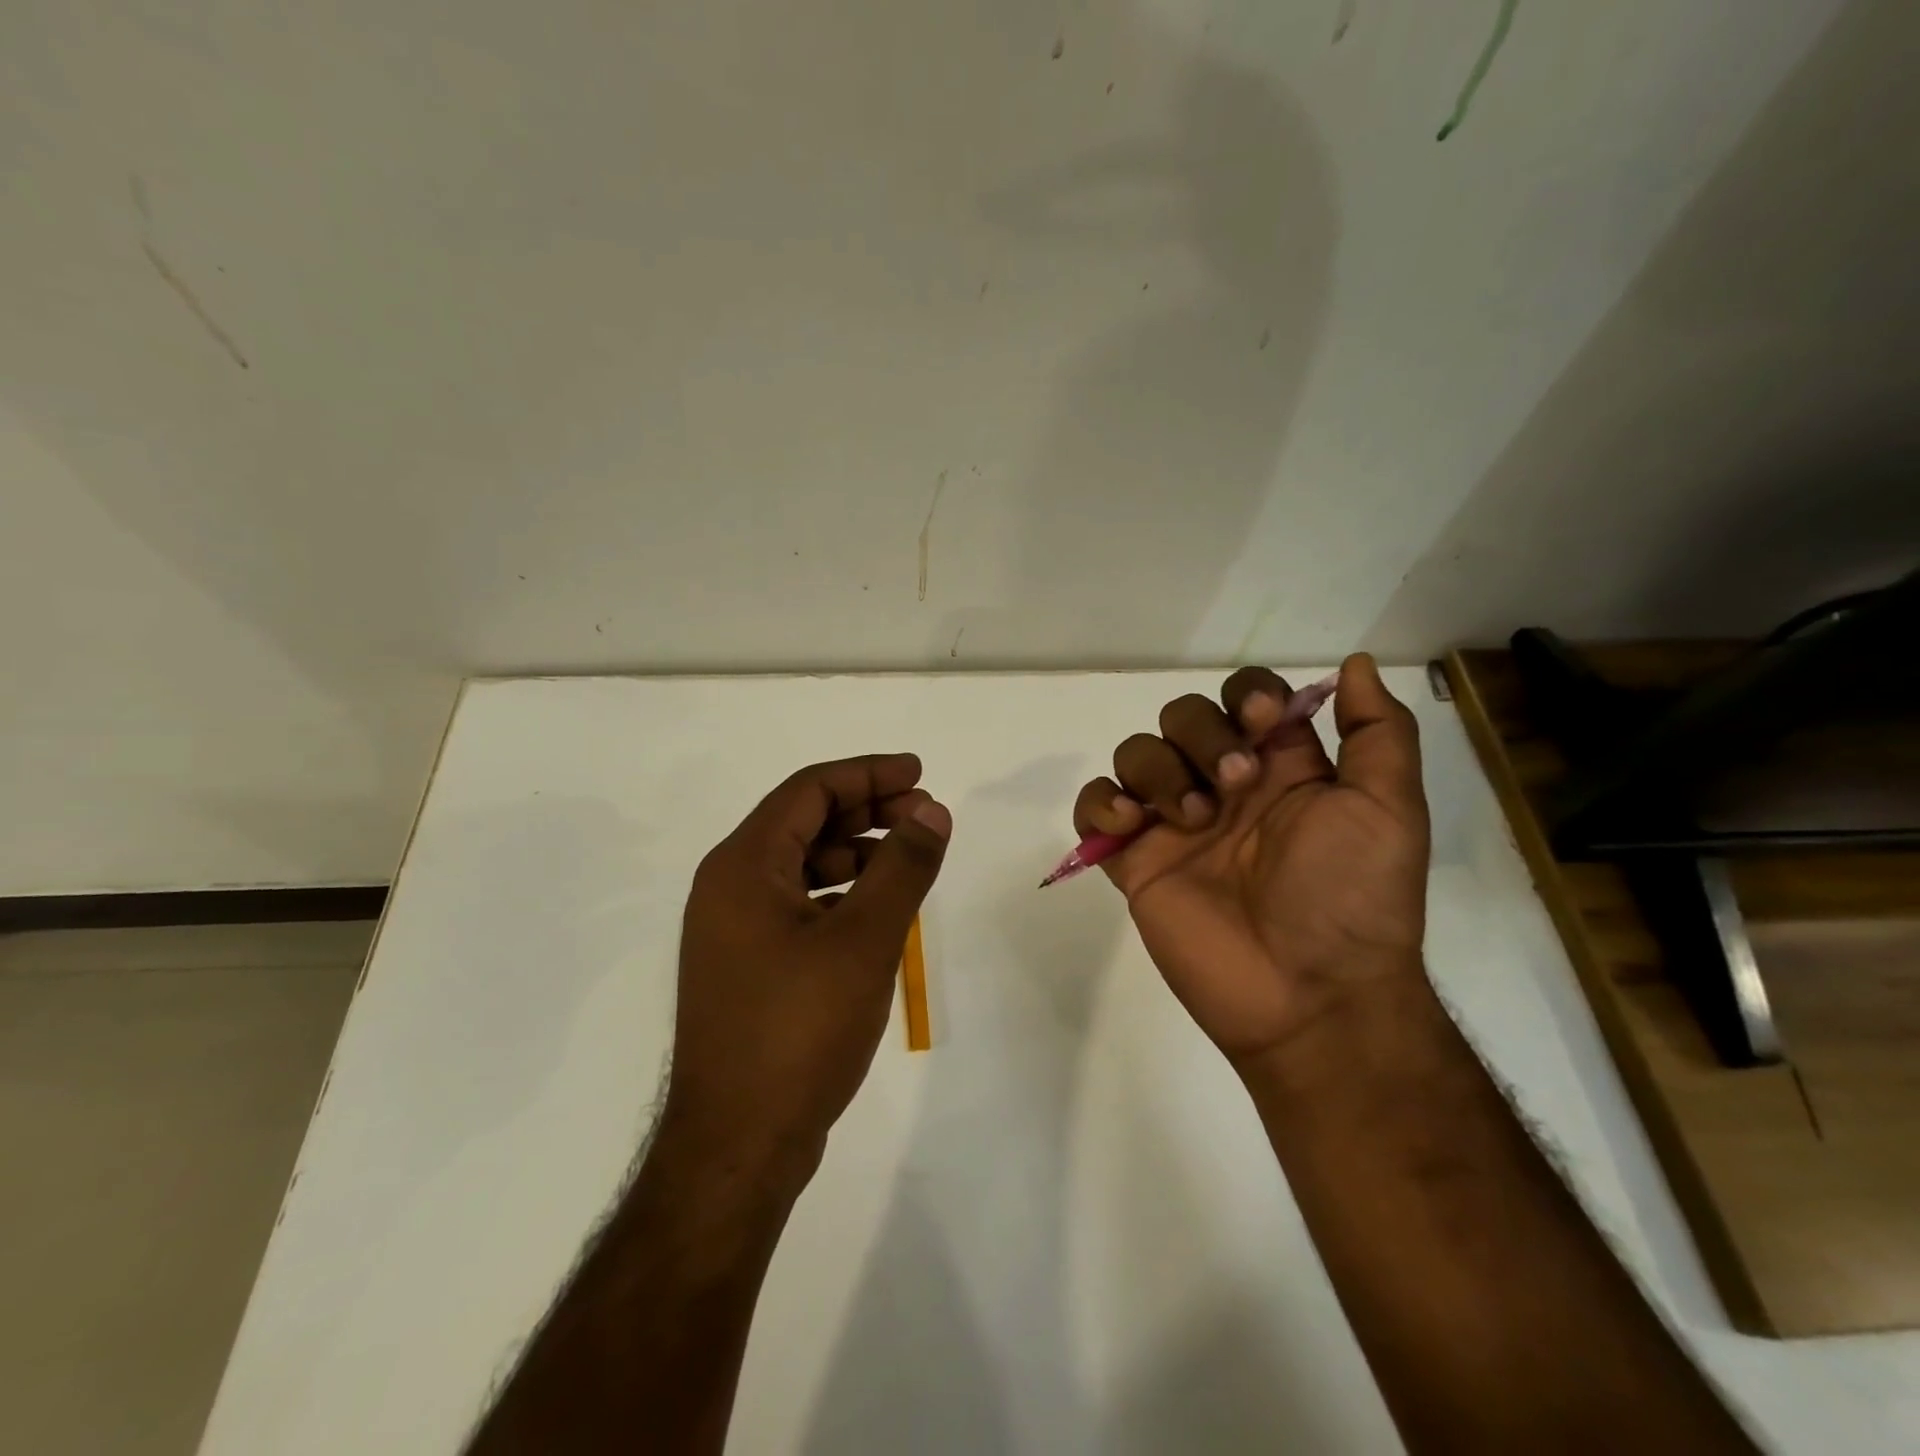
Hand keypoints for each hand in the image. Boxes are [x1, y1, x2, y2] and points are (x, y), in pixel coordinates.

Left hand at [667, 754, 951, 1174]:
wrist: (738, 1147)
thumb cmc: (798, 1031)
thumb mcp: (864, 940)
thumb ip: (902, 867)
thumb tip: (933, 811)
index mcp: (743, 866)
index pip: (809, 790)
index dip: (868, 774)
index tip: (920, 774)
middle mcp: (729, 886)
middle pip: (804, 821)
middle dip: (868, 811)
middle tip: (925, 817)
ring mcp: (734, 929)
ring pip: (803, 864)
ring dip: (857, 852)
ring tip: (910, 860)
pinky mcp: (748, 965)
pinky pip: (799, 903)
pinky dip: (842, 893)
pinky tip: (878, 909)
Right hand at [1072, 653, 1429, 1065]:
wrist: (1307, 996)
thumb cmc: (1351, 898)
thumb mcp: (1389, 809)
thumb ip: (1377, 733)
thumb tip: (1352, 663)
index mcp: (1281, 768)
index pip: (1246, 698)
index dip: (1247, 696)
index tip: (1261, 723)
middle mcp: (1223, 786)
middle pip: (1182, 715)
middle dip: (1200, 734)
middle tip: (1232, 785)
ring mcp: (1173, 823)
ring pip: (1137, 752)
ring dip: (1158, 770)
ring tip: (1190, 819)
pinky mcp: (1134, 859)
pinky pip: (1094, 806)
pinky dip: (1101, 802)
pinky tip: (1131, 825)